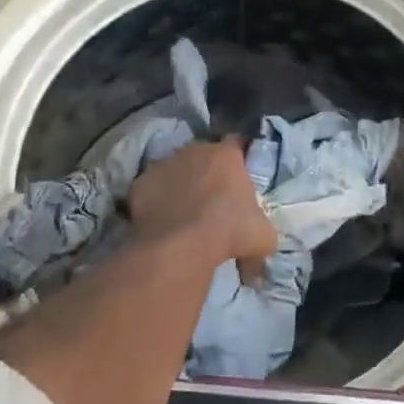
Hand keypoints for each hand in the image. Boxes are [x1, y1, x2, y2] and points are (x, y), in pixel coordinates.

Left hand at [127, 139, 277, 283]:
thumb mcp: (263, 236)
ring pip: (175, 169)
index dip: (238, 159)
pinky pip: (152, 188)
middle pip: (203, 155)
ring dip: (180, 184)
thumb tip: (258, 260)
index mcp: (227, 154)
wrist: (181, 245)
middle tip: (212, 198)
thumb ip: (263, 234)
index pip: (237, 144)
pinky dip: (156, 200)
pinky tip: (162, 221)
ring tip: (184, 212)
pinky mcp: (140, 183)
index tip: (239, 175)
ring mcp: (164, 164)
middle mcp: (195, 150)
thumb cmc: (230, 231)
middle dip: (207, 172)